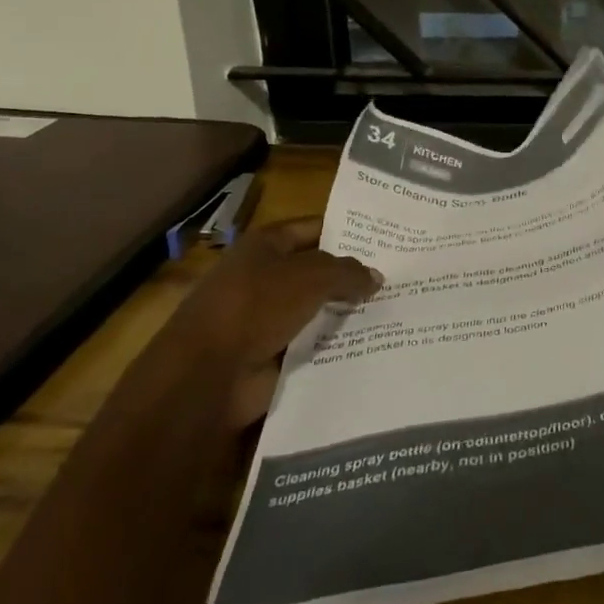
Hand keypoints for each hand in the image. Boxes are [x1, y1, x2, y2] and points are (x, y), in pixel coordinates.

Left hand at [191, 217, 381, 427]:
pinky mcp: (271, 353)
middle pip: (318, 271)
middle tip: (397, 277)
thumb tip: (376, 277)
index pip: (314, 229)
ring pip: (317, 308)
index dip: (347, 232)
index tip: (385, 240)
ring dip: (346, 312)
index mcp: (265, 245)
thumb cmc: (256, 306)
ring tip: (393, 310)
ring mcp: (266, 317)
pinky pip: (311, 342)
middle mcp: (264, 276)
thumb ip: (348, 273)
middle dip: (351, 275)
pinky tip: (370, 341)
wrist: (207, 375)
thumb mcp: (311, 277)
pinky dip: (334, 343)